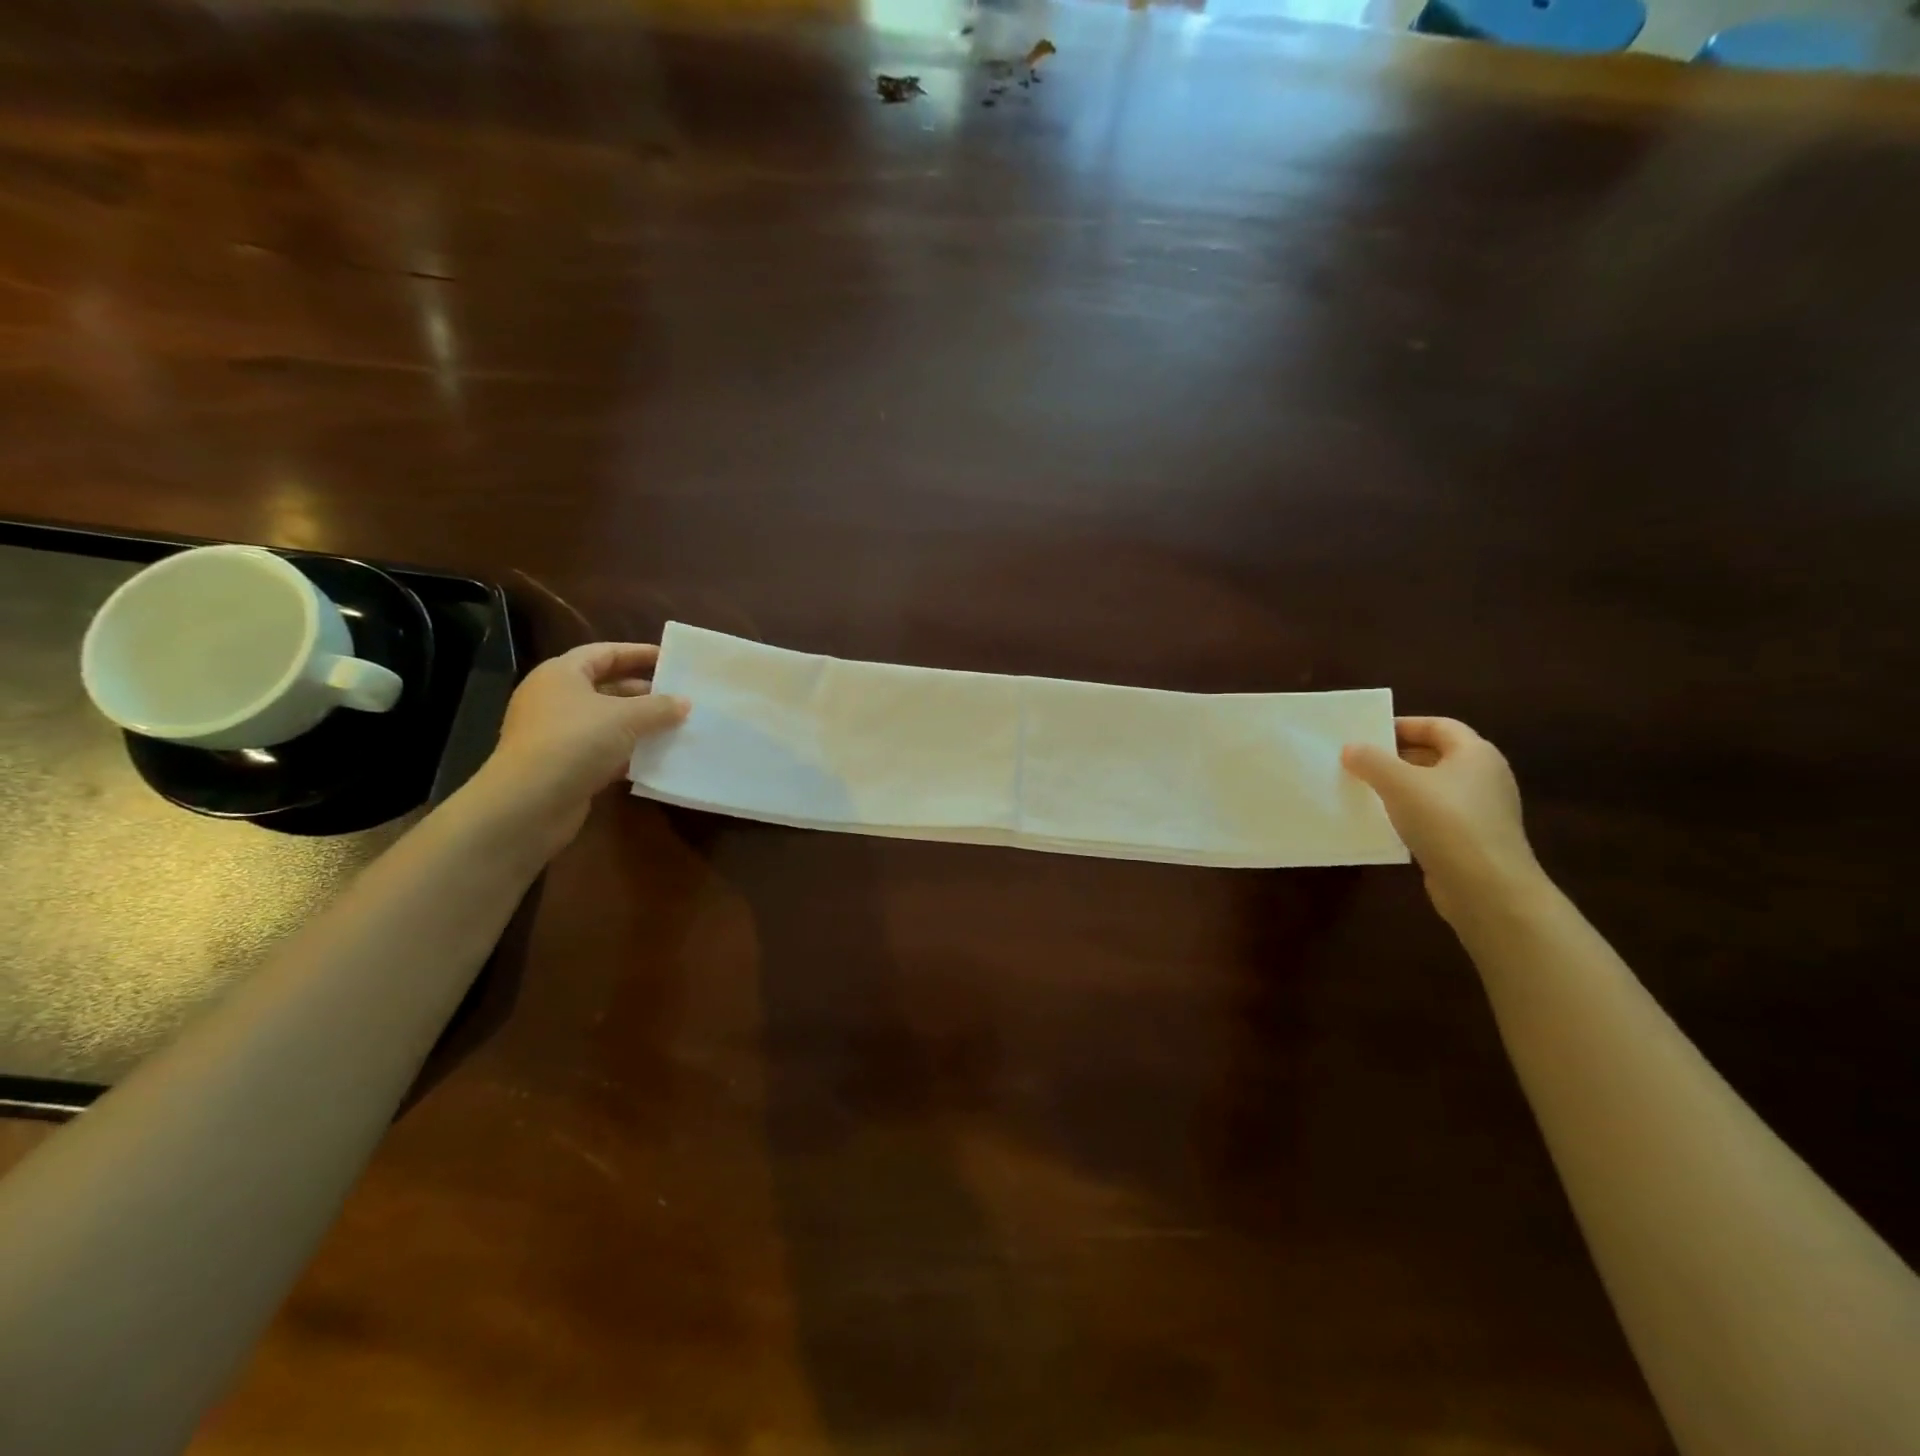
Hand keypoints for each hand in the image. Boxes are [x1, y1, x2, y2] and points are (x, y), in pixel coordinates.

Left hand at [474, 642, 689, 851]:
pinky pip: (604, 751)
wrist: (529, 804)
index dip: (638, 653)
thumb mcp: (625, 718)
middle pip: (606, 687)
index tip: (670, 658)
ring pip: (607, 722)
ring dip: (640, 725)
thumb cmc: (575, 742)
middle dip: (644, 693)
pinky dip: (629, 753)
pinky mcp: (565, 766)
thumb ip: (659, 707)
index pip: (604, 653)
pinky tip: (657, 758)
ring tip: (676, 727)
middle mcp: (555, 699)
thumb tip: (685, 702)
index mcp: (561, 674)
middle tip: (680, 697)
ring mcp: (558, 735)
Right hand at [1342, 717, 1543, 922]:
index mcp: (1476, 754)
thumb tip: (1351, 748)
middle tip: (1360, 761)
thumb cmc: (1446, 822)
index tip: (1368, 733)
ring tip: (1365, 791)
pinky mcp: (1472, 839)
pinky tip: (1384, 824)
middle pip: (1436, 755)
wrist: (1487, 888)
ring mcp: (1481, 810)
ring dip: (1401, 787)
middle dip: (1397, 756)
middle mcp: (1484, 777)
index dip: (1403, 725)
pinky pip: (1435, 816)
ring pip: (1433, 787)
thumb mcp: (1399, 783)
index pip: (1438, 726)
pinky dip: (1410, 814)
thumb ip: (1371, 761)